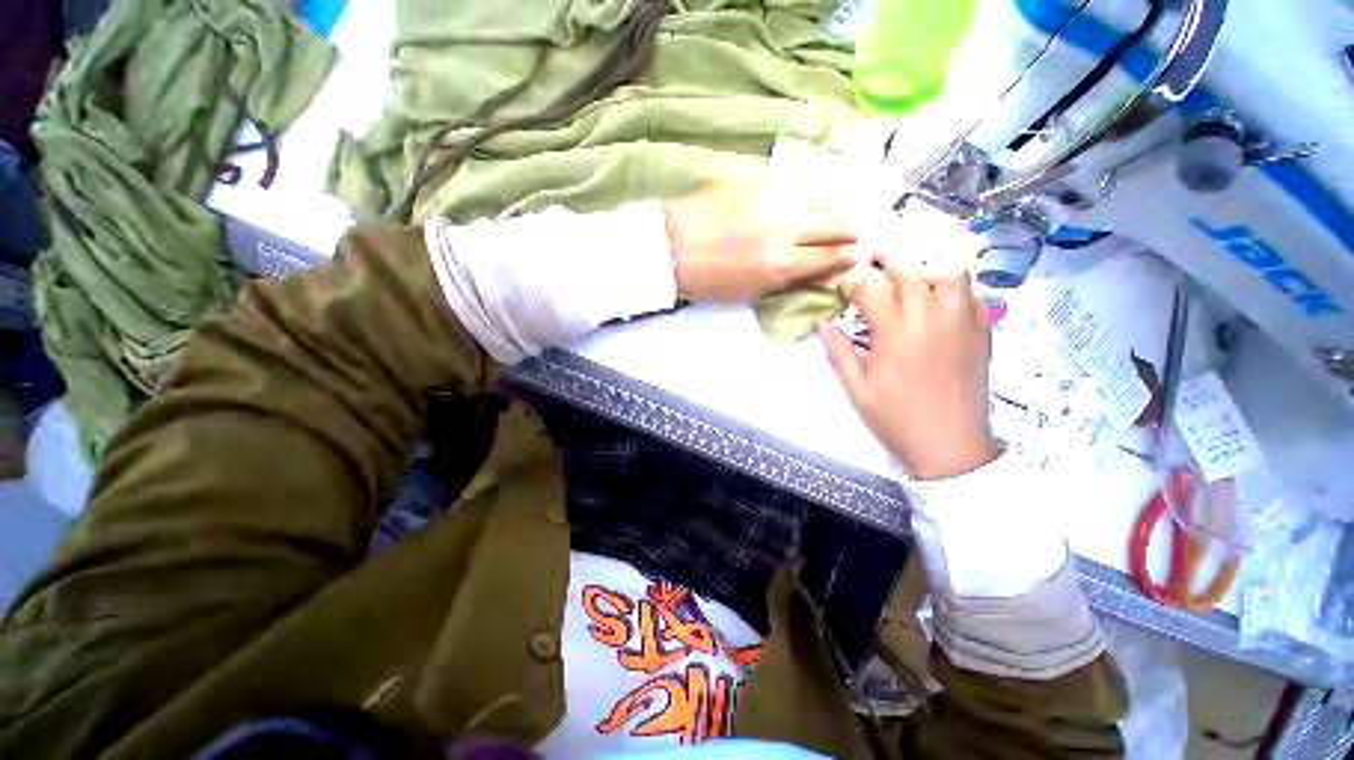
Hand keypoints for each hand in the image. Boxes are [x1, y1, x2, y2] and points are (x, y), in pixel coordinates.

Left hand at [663, 176, 860, 302]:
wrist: (671, 248)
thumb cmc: (708, 280)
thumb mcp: (751, 292)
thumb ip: (788, 278)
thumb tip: (817, 269)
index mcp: (781, 264)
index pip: (831, 257)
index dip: (849, 255)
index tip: (857, 251)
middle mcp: (785, 228)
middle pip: (837, 221)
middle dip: (852, 227)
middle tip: (855, 229)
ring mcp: (772, 197)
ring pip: (821, 195)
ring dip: (833, 205)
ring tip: (833, 210)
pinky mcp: (757, 176)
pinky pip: (794, 178)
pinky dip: (805, 189)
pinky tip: (803, 194)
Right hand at [822, 259, 1001, 480]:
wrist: (949, 445)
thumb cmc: (896, 419)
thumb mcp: (857, 390)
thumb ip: (839, 353)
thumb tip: (823, 324)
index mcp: (895, 334)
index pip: (871, 288)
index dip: (853, 280)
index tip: (843, 284)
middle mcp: (930, 320)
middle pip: (910, 271)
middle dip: (887, 262)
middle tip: (873, 267)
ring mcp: (962, 324)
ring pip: (951, 274)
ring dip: (928, 272)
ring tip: (912, 285)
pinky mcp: (983, 334)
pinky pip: (977, 295)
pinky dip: (958, 290)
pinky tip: (943, 304)